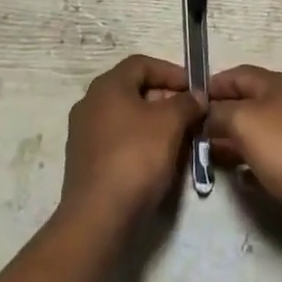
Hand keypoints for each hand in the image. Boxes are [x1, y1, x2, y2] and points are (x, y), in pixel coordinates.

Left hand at [59, 55, 205, 228]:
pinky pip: (118, 140)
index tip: (194, 89)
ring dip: (155, 123)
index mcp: (107, 85)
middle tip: (190, 115)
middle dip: (165, 99)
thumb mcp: (170, 123)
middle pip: (134, 89)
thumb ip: (186, 102)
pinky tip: (158, 161)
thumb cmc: (136, 157)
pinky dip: (140, 142)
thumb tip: (197, 95)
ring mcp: (84, 133)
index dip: (171, 72)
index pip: (142, 64)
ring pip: (127, 117)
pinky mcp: (85, 162)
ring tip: (180, 139)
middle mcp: (90, 103)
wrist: (98, 217)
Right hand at [205, 65, 281, 245]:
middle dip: (220, 117)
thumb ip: (220, 114)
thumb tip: (206, 114)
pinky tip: (242, 179)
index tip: (187, 104)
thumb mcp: (245, 123)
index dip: (211, 86)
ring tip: (211, 158)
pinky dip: (254, 163)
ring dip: (235, 141)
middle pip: (247, 103)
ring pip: (258, 130)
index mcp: (274, 84)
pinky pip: (273, 156)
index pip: (235, 74)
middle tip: (193, 137)